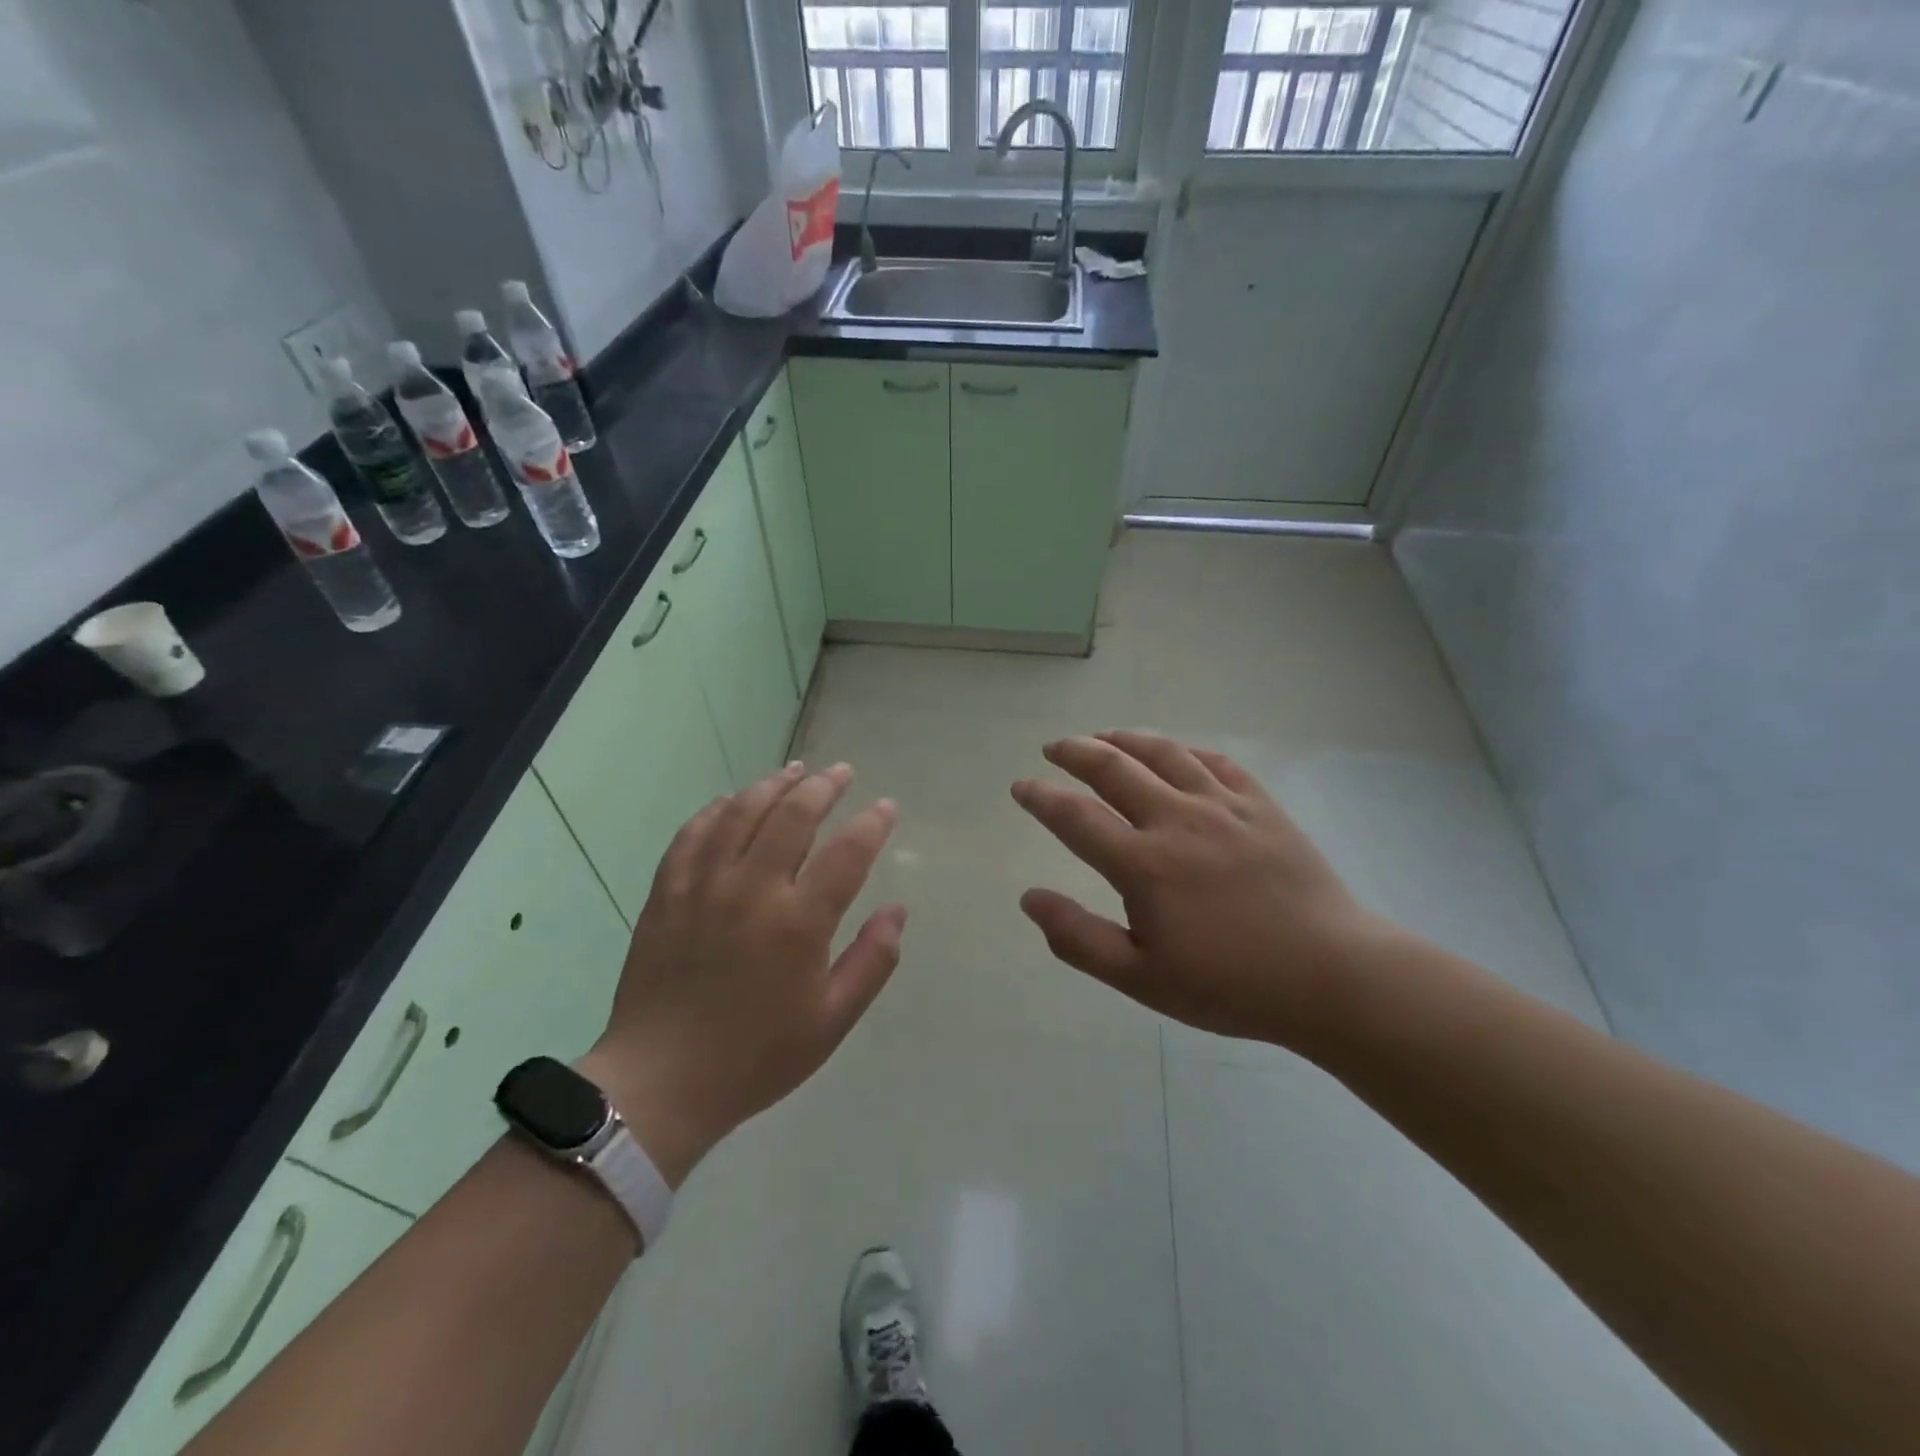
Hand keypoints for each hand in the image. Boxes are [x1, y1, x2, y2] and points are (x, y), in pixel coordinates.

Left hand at [579, 762, 905, 1186]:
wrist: (661, 1082)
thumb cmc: (756, 1056)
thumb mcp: (831, 1022)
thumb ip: (872, 962)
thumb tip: (898, 911)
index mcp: (798, 924)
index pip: (848, 852)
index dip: (873, 823)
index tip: (887, 807)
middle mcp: (752, 891)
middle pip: (794, 815)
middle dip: (824, 786)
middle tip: (841, 772)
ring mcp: (704, 886)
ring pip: (742, 812)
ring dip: (773, 784)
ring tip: (795, 771)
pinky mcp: (667, 892)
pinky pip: (693, 834)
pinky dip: (717, 809)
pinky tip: (732, 801)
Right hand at [1012, 732, 1386, 1054]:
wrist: (1331, 976)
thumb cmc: (1230, 985)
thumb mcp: (1141, 979)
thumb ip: (1078, 937)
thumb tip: (1029, 898)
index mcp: (1143, 864)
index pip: (1075, 816)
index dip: (1041, 797)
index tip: (1021, 786)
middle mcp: (1177, 820)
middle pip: (1113, 768)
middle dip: (1075, 753)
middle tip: (1054, 749)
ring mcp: (1224, 806)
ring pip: (1163, 754)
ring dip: (1124, 739)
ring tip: (1103, 736)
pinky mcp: (1262, 806)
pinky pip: (1216, 761)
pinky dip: (1185, 751)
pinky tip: (1175, 754)